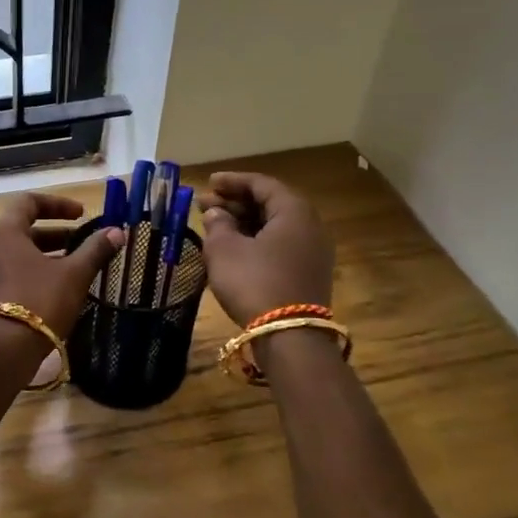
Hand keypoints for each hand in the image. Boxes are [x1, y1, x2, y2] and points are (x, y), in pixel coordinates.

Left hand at [0, 193, 124, 344]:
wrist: (3, 351)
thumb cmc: (40, 301)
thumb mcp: (74, 274)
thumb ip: (95, 250)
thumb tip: (117, 231)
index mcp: (6, 232)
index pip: (29, 202)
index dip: (58, 204)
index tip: (82, 214)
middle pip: (25, 229)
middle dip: (58, 233)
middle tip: (84, 243)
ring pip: (21, 254)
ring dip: (49, 255)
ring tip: (77, 267)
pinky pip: (14, 274)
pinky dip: (37, 273)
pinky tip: (59, 290)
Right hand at [197, 172, 333, 325]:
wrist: (288, 336)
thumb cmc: (254, 282)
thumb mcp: (224, 250)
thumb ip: (217, 224)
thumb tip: (216, 214)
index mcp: (294, 211)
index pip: (262, 184)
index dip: (233, 181)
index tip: (208, 182)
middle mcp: (310, 226)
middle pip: (270, 204)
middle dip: (235, 202)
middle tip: (204, 204)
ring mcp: (312, 252)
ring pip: (274, 226)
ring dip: (244, 222)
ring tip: (214, 226)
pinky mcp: (308, 274)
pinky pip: (279, 246)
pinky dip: (255, 240)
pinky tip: (233, 248)